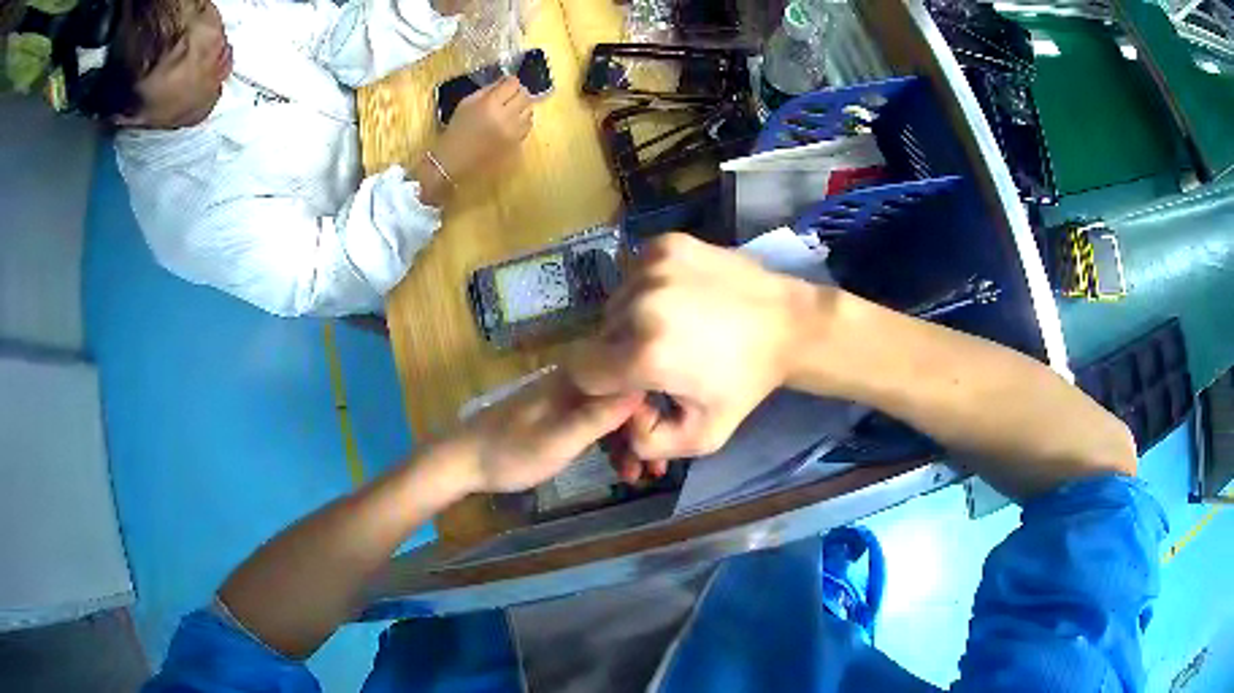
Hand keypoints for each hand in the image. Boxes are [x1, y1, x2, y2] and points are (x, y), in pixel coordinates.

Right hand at [433, 76, 532, 182]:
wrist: (455, 157)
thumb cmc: (458, 128)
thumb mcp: (467, 102)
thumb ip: (488, 90)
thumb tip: (505, 81)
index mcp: (490, 104)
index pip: (513, 84)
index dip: (511, 81)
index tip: (507, 83)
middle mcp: (505, 116)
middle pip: (525, 96)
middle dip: (518, 92)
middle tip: (510, 95)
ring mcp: (513, 131)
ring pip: (529, 110)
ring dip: (522, 106)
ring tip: (511, 109)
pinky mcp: (516, 142)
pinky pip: (528, 125)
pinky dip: (523, 120)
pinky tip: (512, 122)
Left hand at [447, 368, 641, 493]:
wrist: (464, 461)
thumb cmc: (511, 452)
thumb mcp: (559, 440)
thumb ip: (599, 415)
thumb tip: (641, 387)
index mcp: (576, 379)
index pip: (630, 380)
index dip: (652, 410)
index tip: (663, 443)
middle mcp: (576, 380)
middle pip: (625, 397)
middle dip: (645, 431)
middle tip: (656, 469)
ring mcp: (568, 398)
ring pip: (613, 414)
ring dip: (629, 442)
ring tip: (641, 476)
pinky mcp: (561, 415)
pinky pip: (597, 424)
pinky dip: (610, 445)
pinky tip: (620, 468)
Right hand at [569, 234, 831, 471]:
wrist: (788, 324)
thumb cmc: (745, 383)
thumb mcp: (702, 436)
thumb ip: (646, 444)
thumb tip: (619, 415)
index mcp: (645, 355)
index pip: (581, 371)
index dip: (604, 383)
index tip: (634, 383)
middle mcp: (639, 304)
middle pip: (598, 336)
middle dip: (620, 352)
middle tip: (660, 357)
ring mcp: (652, 267)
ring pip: (615, 303)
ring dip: (632, 319)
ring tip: (673, 327)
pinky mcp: (665, 243)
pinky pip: (634, 273)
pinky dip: (647, 288)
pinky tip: (680, 299)